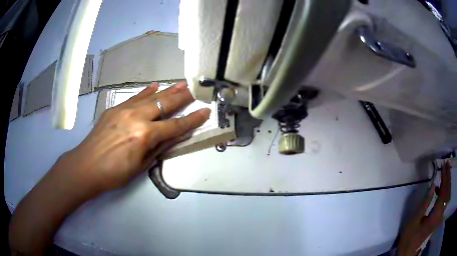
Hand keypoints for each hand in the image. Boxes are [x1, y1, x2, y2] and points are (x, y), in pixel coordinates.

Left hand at [64, 82, 209, 192]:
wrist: (86, 166)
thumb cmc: (114, 173)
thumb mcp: (140, 165)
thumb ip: (157, 148)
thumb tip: (171, 136)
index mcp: (145, 135)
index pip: (175, 125)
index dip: (192, 119)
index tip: (205, 110)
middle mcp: (137, 117)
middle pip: (165, 104)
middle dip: (182, 97)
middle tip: (195, 89)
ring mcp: (124, 109)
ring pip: (151, 97)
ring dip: (168, 90)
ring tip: (181, 83)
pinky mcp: (115, 108)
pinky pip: (135, 97)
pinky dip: (146, 92)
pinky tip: (155, 86)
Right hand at [397, 161, 450, 255]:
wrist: (407, 254)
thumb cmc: (409, 238)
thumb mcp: (414, 221)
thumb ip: (425, 203)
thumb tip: (434, 184)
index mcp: (435, 215)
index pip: (444, 191)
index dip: (445, 177)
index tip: (444, 165)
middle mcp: (440, 214)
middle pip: (447, 192)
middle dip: (448, 177)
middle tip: (447, 164)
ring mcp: (439, 217)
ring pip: (446, 196)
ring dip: (447, 183)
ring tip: (445, 172)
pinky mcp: (437, 219)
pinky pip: (444, 201)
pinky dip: (444, 192)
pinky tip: (439, 190)